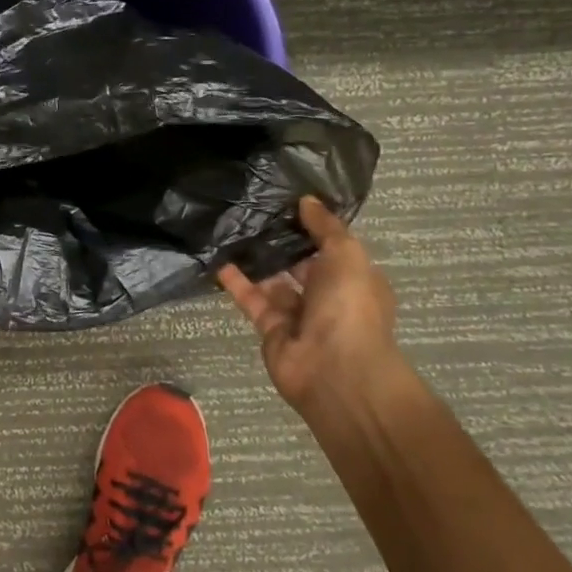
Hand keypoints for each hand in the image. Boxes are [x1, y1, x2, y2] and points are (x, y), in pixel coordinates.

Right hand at [217, 197, 397, 411]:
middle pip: (300, 265)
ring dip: (255, 261)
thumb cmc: (350, 307)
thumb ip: (326, 227)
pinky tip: (218, 260)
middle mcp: (328, 297)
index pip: (332, 248)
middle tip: (251, 212)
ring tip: (230, 230)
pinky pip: (252, 300)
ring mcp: (299, 316)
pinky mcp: (271, 329)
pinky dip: (236, 283)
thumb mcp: (347, 255)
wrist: (335, 371)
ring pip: (273, 282)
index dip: (311, 227)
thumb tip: (306, 200)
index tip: (285, 201)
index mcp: (354, 279)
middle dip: (280, 243)